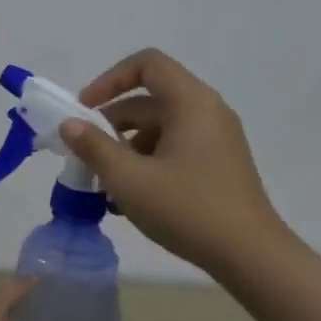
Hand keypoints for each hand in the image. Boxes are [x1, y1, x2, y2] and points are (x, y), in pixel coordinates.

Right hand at [61, 47, 282, 276]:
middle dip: (113, 122)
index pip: (147, 64)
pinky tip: (132, 196)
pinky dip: (149, 160)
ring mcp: (218, 138)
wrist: (251, 256)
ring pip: (161, 126)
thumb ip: (93, 147)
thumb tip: (69, 124)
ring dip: (128, 146)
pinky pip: (176, 147)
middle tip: (86, 153)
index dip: (110, 80)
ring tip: (106, 182)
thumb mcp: (129, 179)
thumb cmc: (187, 209)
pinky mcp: (220, 163)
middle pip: (151, 98)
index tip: (84, 110)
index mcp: (191, 103)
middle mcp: (208, 111)